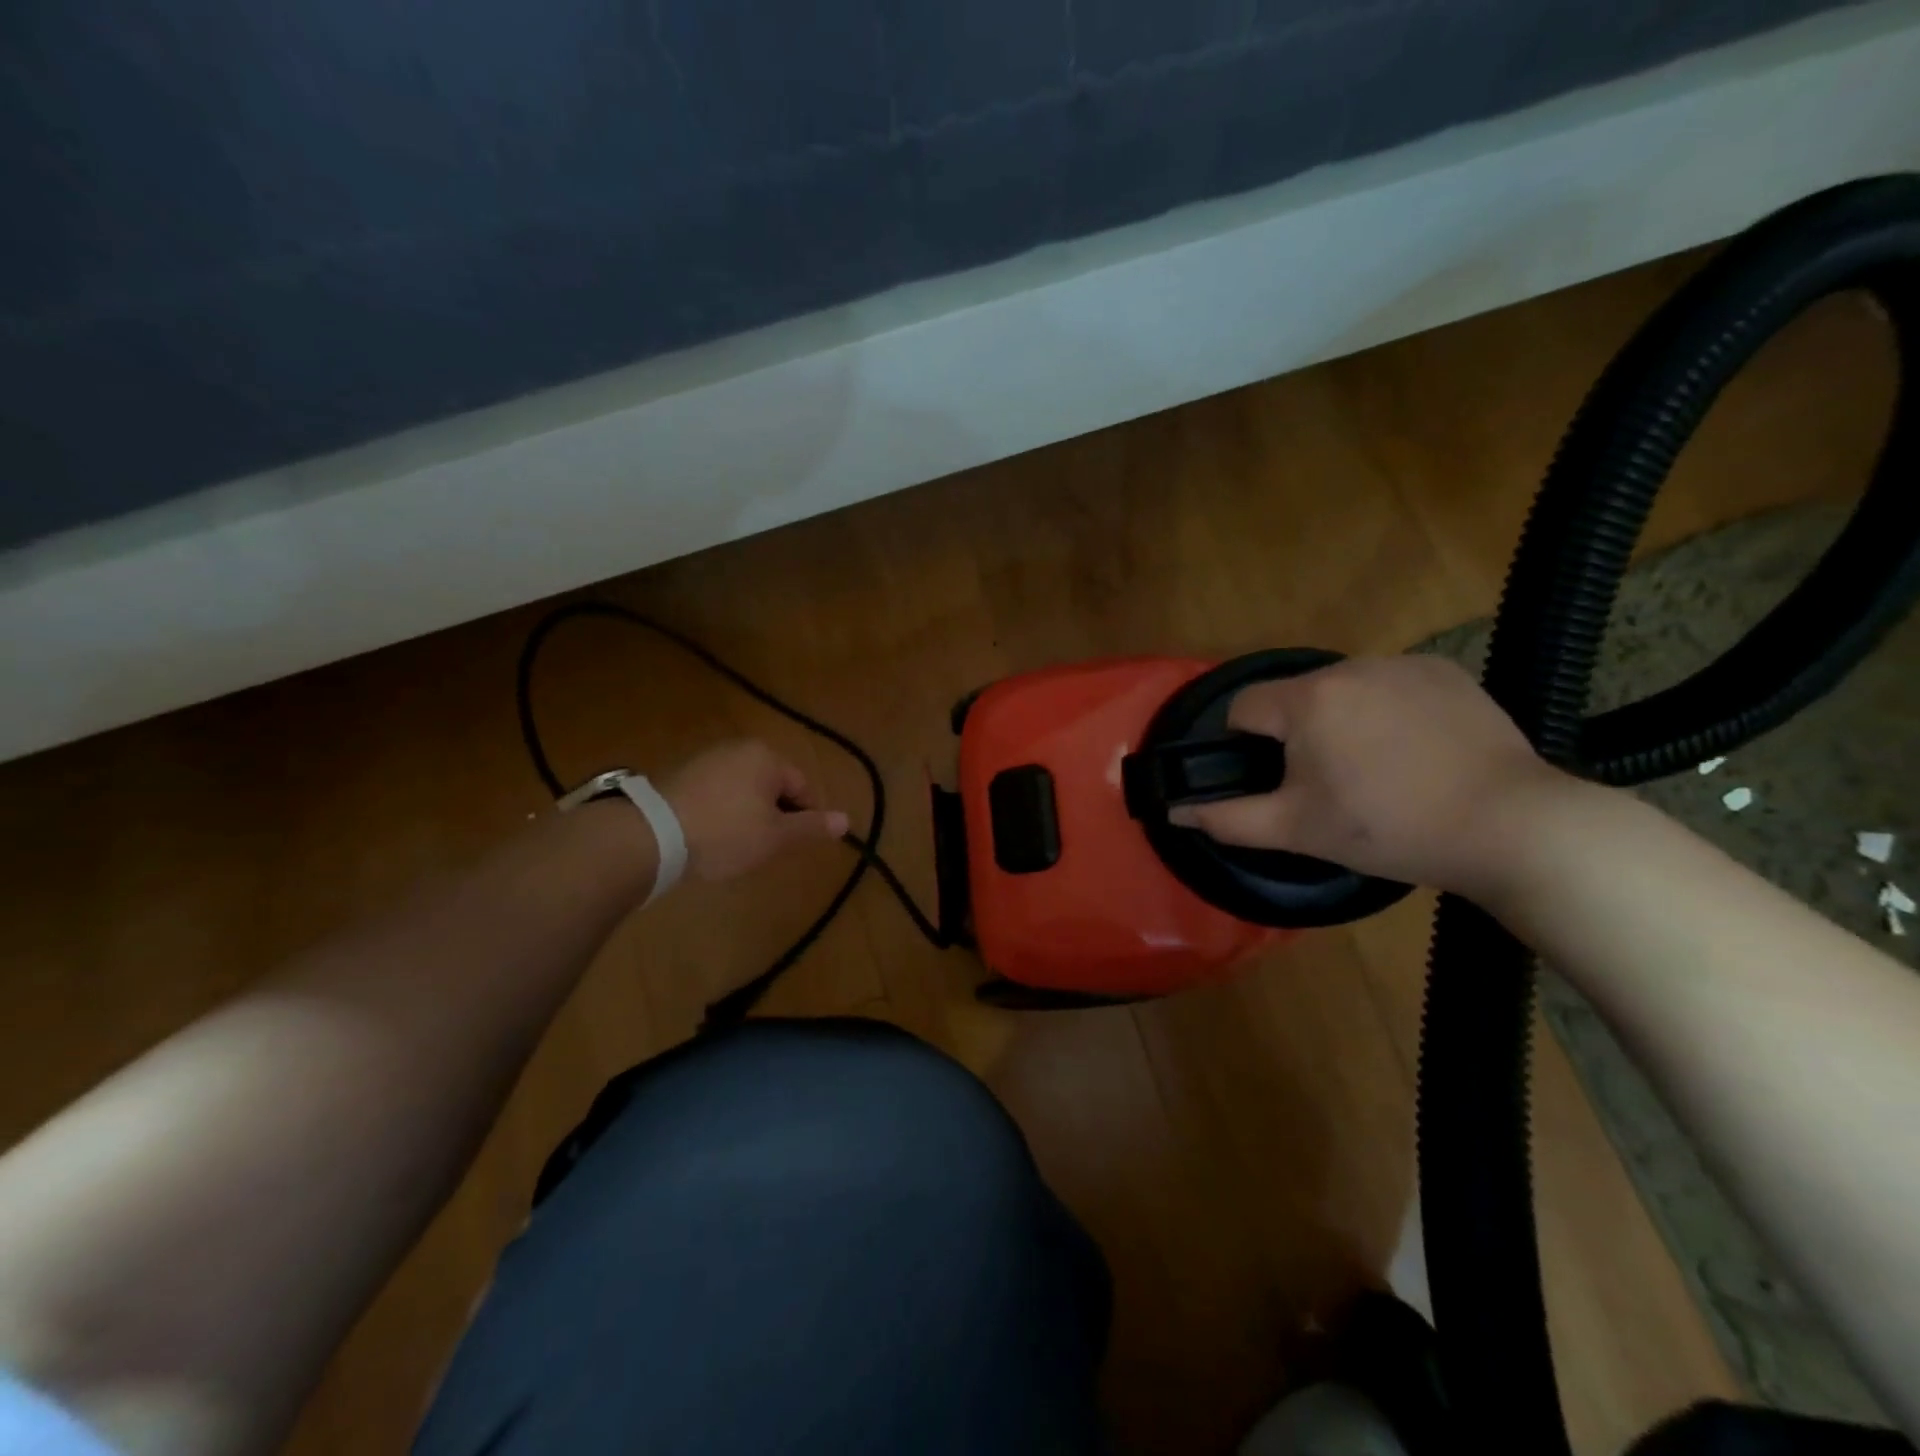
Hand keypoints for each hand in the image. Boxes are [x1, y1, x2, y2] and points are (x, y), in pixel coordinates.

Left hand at [660, 740, 849, 883]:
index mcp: (767, 757)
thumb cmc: (726, 833)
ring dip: (747, 815)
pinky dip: (720, 813)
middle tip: (764, 848)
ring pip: (743, 791)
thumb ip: (811, 827)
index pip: (802, 788)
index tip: (791, 845)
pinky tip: (710, 837)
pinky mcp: (679, 775)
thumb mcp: (775, 836)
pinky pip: (715, 794)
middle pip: (772, 786)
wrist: (652, 835)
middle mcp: (738, 749)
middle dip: (773, 816)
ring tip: (735, 846)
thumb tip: (847, 821)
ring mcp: (706, 759)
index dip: (804, 819)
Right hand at [1166, 655, 1575, 895]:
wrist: (1508, 825)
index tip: (1281, 781)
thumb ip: (1228, 818)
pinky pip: (1391, 685)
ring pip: (1343, 690)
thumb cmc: (1388, 828)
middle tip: (1333, 785)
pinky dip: (1389, 710)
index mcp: (1306, 701)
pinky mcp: (1445, 671)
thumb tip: (1175, 810)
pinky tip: (1418, 749)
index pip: (1244, 708)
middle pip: (1295, 698)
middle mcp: (1349, 667)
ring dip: (1343, 720)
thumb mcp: (1297, 830)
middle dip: (1300, 736)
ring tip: (1380, 769)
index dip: (1248, 746)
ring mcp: (1402, 663)